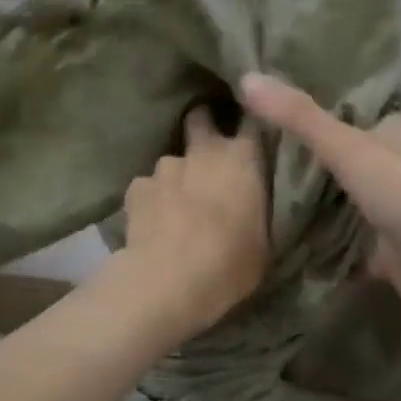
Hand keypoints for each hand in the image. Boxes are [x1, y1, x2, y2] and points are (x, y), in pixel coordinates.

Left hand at [110, 106, 270, 341]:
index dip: (250, 126)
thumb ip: (258, 211)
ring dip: (177, 176)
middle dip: (203, 126)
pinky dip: (151, 199)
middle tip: (208, 153)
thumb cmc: (230, 263)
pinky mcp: (136, 187)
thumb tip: (253, 206)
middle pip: (201, 119)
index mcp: (244, 159)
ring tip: (177, 205)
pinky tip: (152, 222)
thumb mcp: (264, 242)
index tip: (251, 137)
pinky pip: (147, 187)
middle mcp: (204, 152)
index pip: (253, 123)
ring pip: (172, 161)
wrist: (170, 281)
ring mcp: (166, 167)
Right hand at [239, 72, 400, 325]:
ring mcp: (393, 207)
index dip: (308, 107)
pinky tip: (279, 237)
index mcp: (396, 128)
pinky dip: (319, 240)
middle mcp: (397, 163)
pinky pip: (343, 239)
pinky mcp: (386, 248)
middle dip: (300, 157)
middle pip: (339, 154)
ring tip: (250, 189)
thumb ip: (299, 117)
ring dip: (307, 200)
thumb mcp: (349, 147)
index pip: (347, 108)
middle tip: (245, 150)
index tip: (260, 107)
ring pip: (340, 197)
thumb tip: (247, 77)